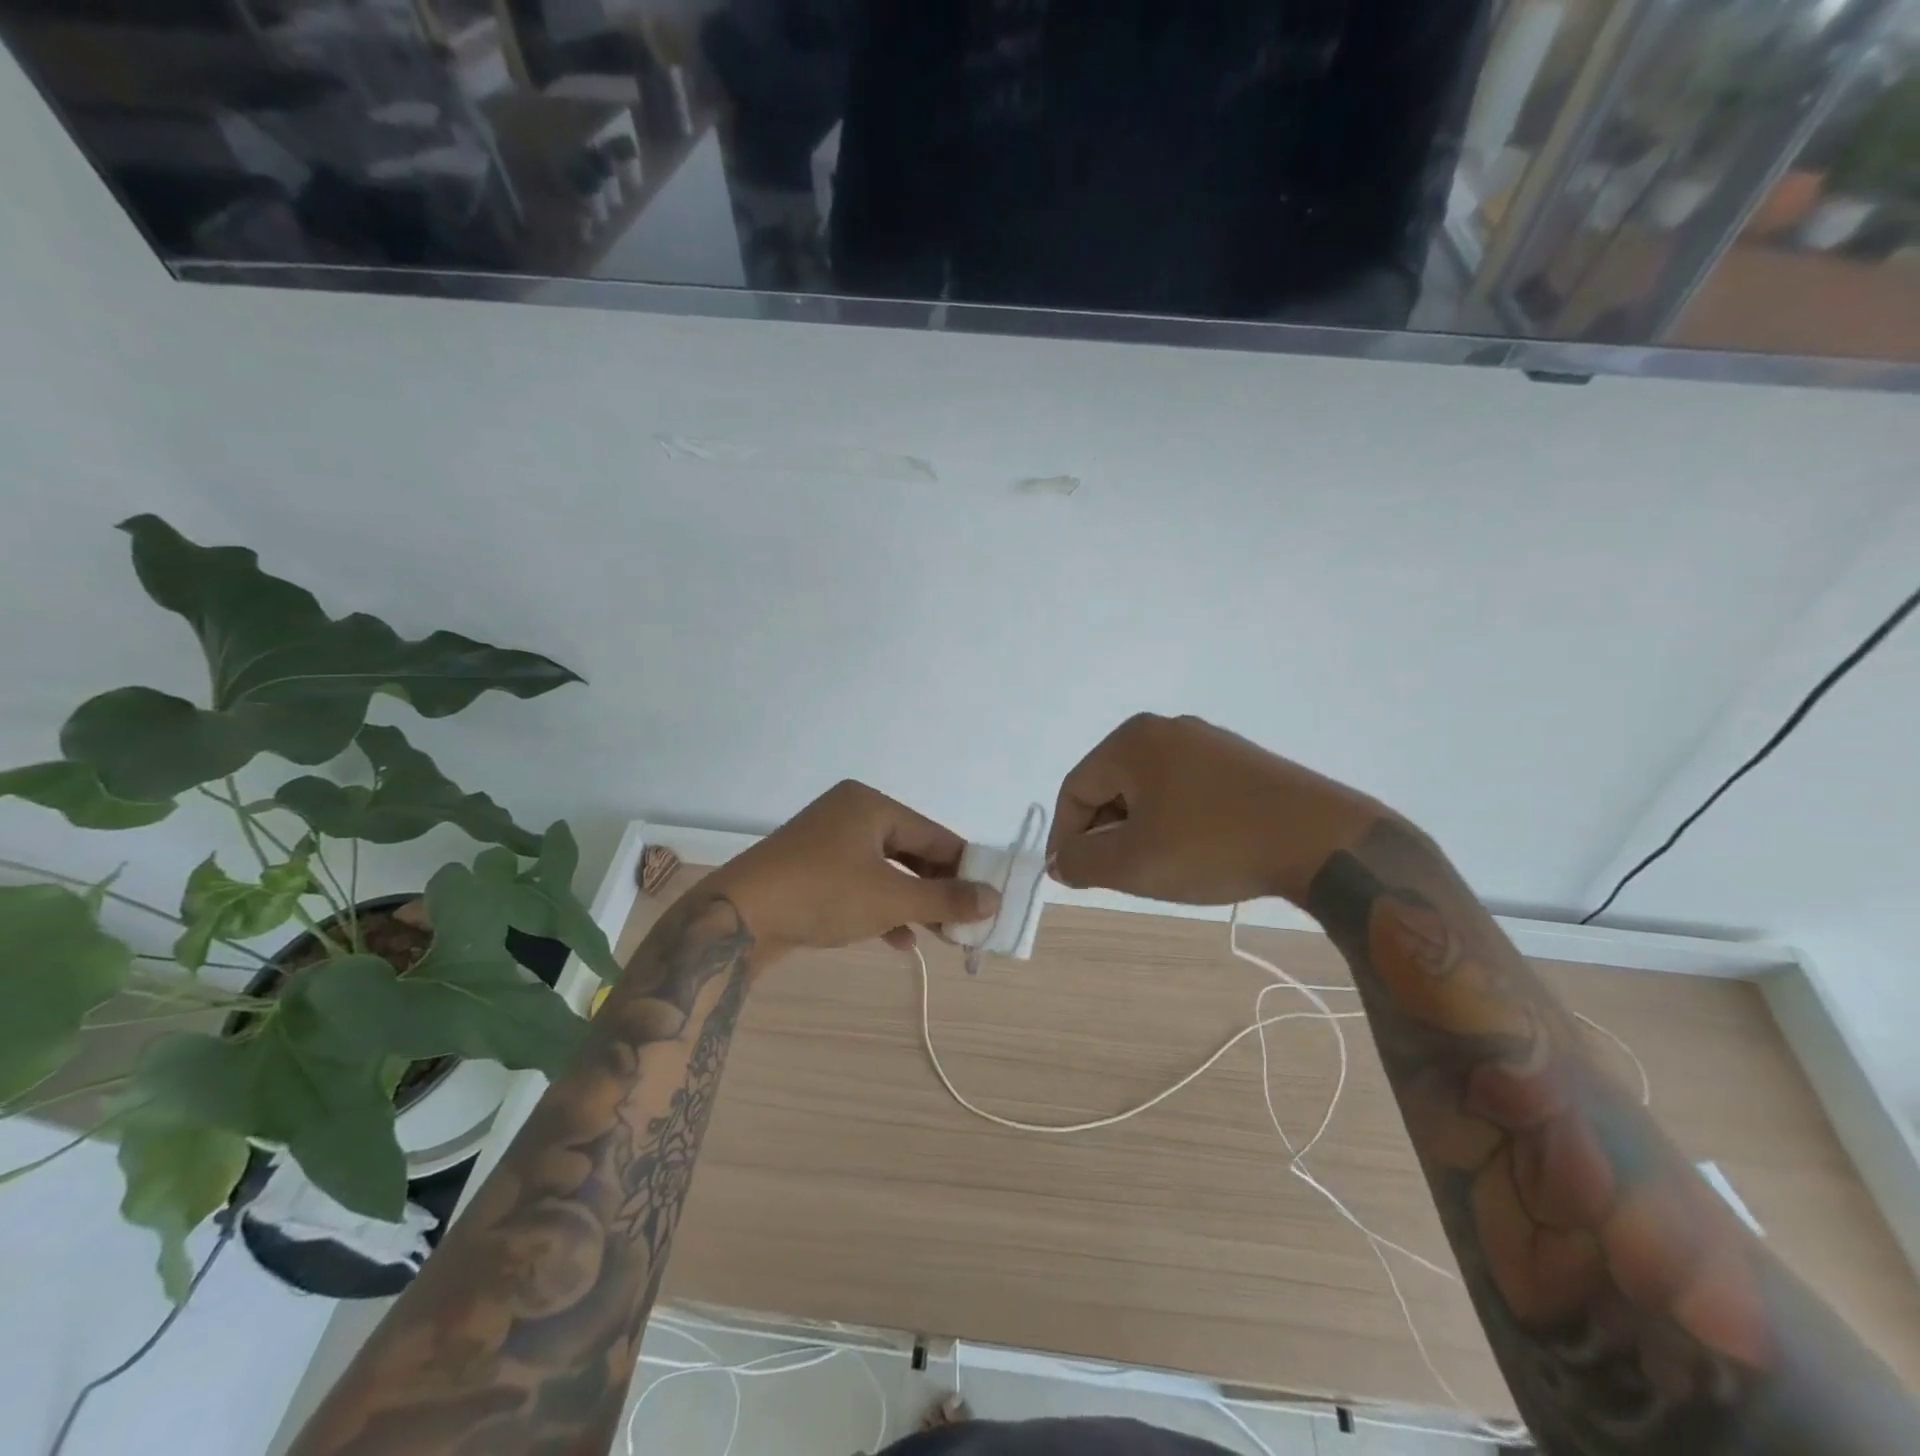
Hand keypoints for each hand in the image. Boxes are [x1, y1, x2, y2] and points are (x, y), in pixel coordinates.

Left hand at [706, 780, 998, 960]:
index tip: (989, 897)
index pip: (934, 834)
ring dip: (912, 903)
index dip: (964, 867)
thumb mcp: (892, 898)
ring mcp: (825, 843)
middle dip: (937, 890)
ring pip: (885, 871)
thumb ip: (946, 899)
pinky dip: (880, 908)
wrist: (736, 919)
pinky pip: (858, 885)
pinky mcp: (809, 872)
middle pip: (910, 852)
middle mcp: (849, 815)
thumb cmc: (823, 894)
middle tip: (965, 922)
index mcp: (870, 805)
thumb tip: (994, 899)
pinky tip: (898, 940)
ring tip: (940, 936)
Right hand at [1046, 714, 1376, 905]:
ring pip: (1147, 790)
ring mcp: (1207, 741)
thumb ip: (1082, 863)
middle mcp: (1165, 729)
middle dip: (1105, 834)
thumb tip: (1059, 861)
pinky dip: (1172, 821)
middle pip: (1110, 786)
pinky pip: (1183, 789)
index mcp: (1132, 741)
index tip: (1072, 878)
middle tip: (1114, 877)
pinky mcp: (1238, 760)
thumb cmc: (1214, 846)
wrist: (1321, 839)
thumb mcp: (1134, 864)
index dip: (1065, 836)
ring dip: (1138, 830)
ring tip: (1155, 868)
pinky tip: (1192, 851)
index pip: (1075, 789)